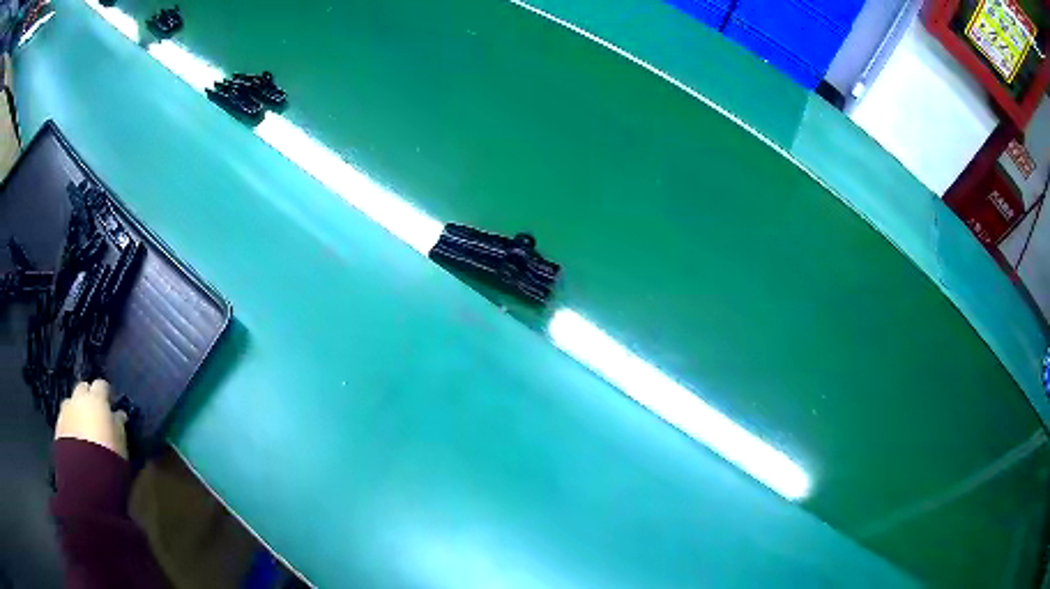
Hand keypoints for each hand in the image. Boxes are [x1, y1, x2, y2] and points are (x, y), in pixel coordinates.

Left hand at [54, 380, 127, 459]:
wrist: (85, 477)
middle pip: (82, 389)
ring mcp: (65, 412)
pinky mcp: (57, 428)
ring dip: (76, 412)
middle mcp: (78, 399)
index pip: (102, 385)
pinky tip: (76, 442)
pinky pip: (65, 421)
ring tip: (84, 431)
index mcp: (96, 398)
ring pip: (71, 405)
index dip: (106, 394)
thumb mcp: (121, 442)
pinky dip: (70, 427)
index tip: (111, 405)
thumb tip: (118, 415)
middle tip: (95, 415)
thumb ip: (118, 424)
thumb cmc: (109, 457)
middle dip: (88, 398)